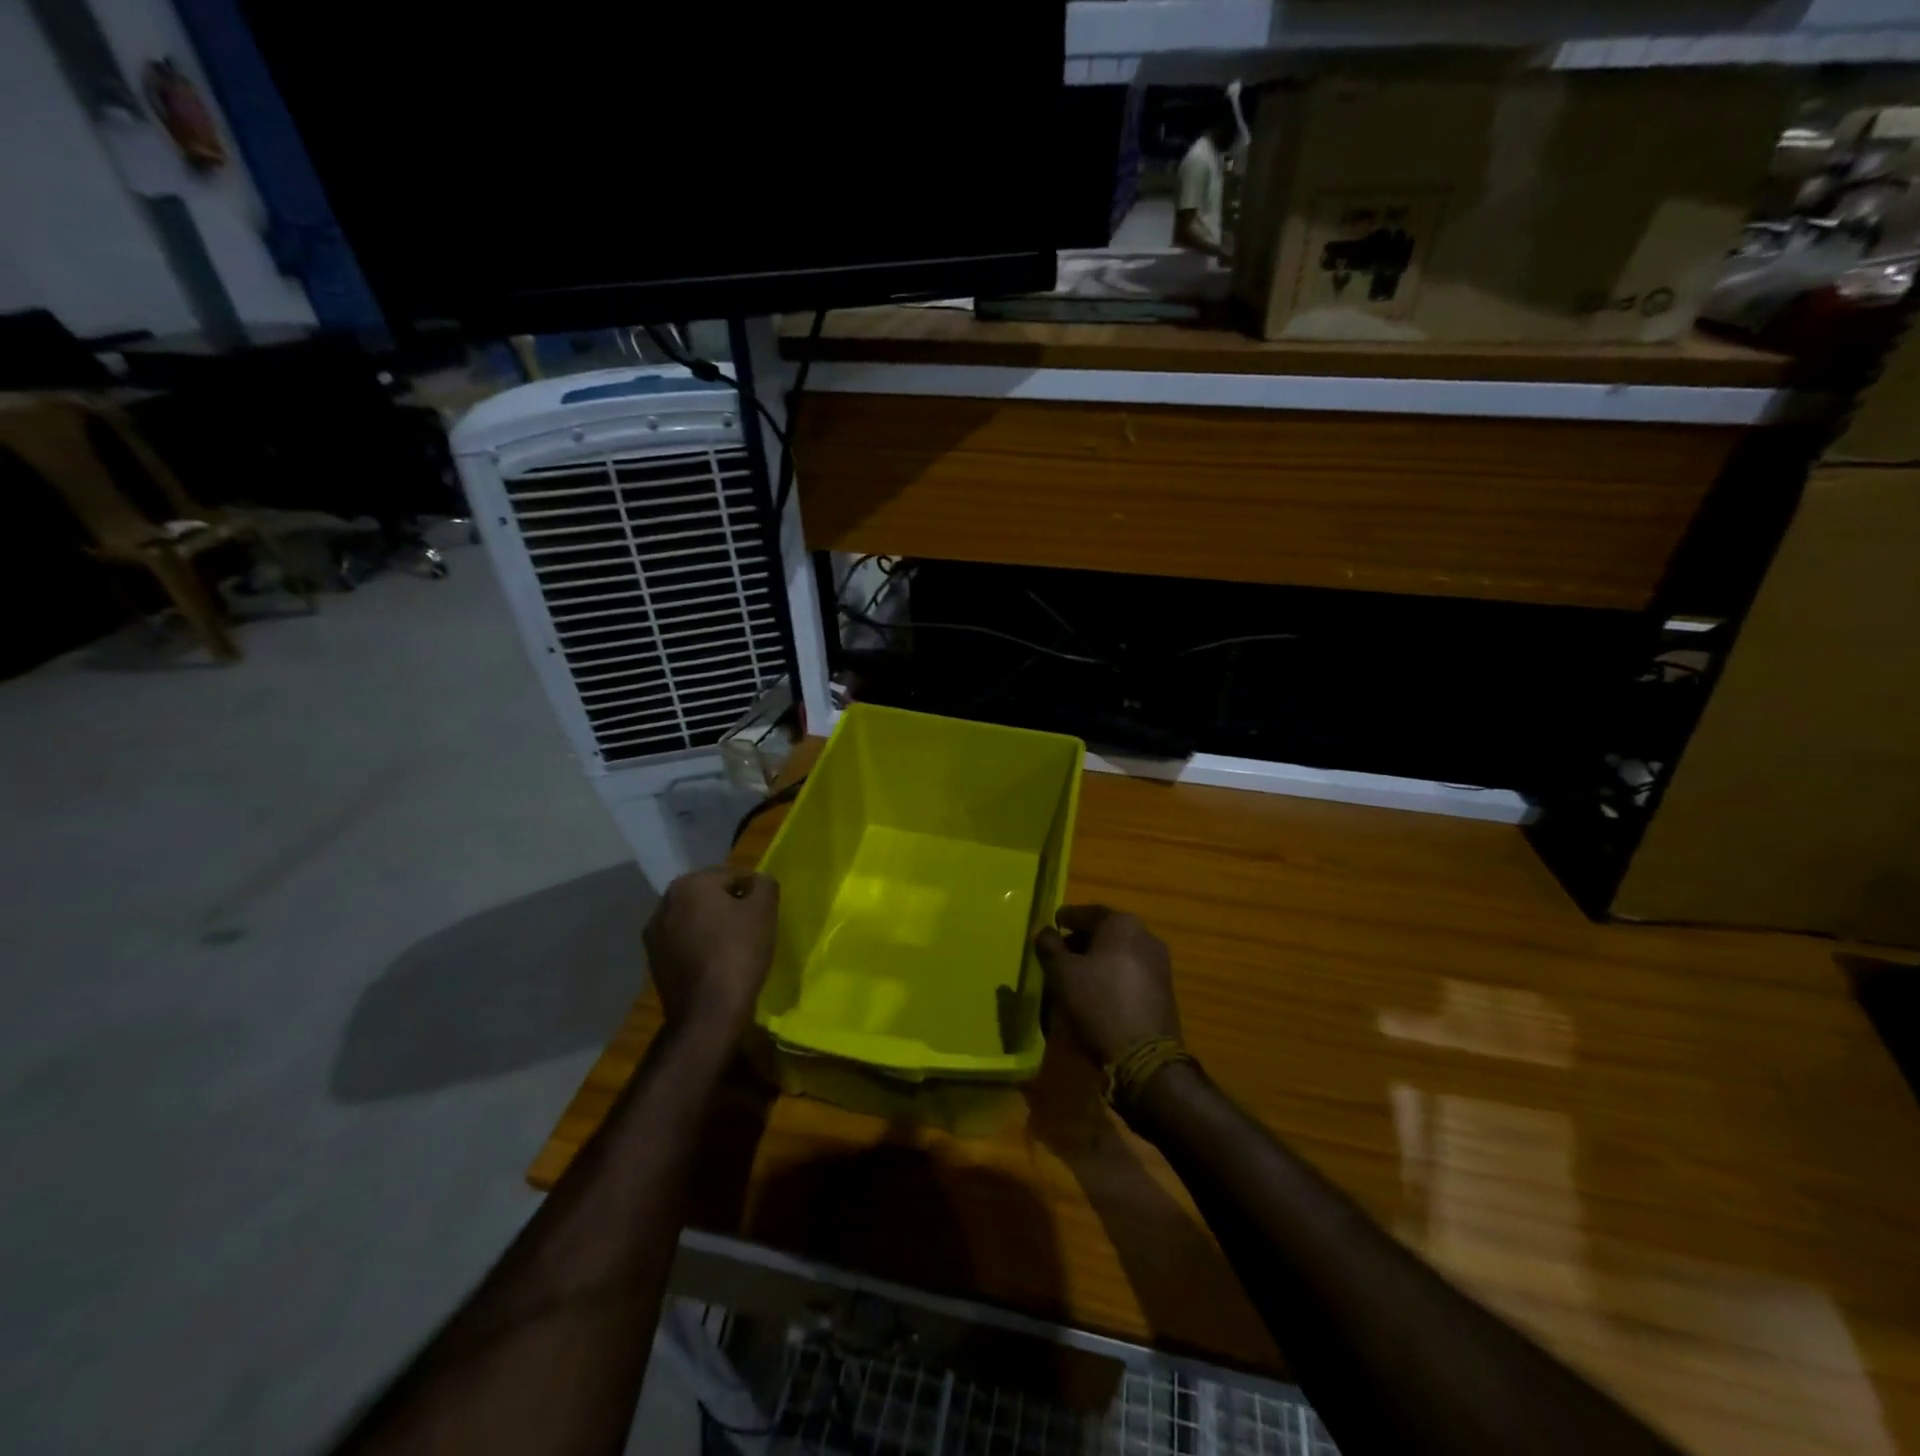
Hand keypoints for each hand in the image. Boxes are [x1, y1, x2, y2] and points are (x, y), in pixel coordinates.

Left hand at [644, 868, 778, 1042]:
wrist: (708, 1013)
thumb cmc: (739, 952)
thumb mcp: (764, 910)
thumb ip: (764, 884)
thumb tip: (758, 882)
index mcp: (689, 884)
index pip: (731, 874)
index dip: (753, 889)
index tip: (766, 908)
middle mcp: (664, 903)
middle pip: (708, 895)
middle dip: (730, 904)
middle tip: (753, 924)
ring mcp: (654, 934)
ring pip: (694, 918)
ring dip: (712, 924)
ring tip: (735, 943)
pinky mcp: (653, 961)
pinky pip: (683, 942)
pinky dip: (699, 944)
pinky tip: (716, 961)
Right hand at [1034, 904, 1180, 1065]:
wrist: (1144, 1056)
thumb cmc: (1098, 1003)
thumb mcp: (1062, 973)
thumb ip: (1050, 946)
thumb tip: (1045, 932)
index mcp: (1122, 924)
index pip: (1087, 913)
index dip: (1066, 919)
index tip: (1052, 925)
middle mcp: (1145, 936)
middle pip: (1106, 932)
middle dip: (1082, 941)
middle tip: (1060, 953)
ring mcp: (1159, 964)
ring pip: (1120, 953)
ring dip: (1099, 960)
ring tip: (1077, 976)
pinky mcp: (1164, 990)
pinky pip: (1132, 973)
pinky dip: (1113, 976)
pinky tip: (1099, 993)